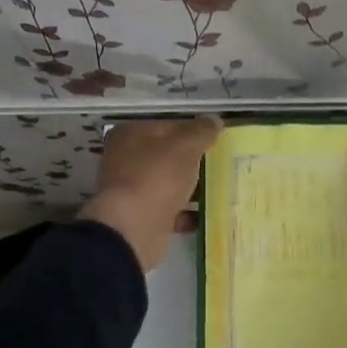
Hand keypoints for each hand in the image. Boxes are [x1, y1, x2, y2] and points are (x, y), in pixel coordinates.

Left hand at [80, 117, 222, 271]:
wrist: (134, 228)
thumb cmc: (157, 176)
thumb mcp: (186, 145)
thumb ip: (202, 131)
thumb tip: (214, 120)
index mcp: (130, 134)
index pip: (168, 126)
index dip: (193, 131)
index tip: (216, 141)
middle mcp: (125, 159)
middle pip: (167, 155)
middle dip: (192, 161)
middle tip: (221, 164)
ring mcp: (131, 189)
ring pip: (168, 183)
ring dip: (190, 188)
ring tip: (219, 189)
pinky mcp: (139, 216)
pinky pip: (169, 210)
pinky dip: (186, 212)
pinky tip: (207, 214)